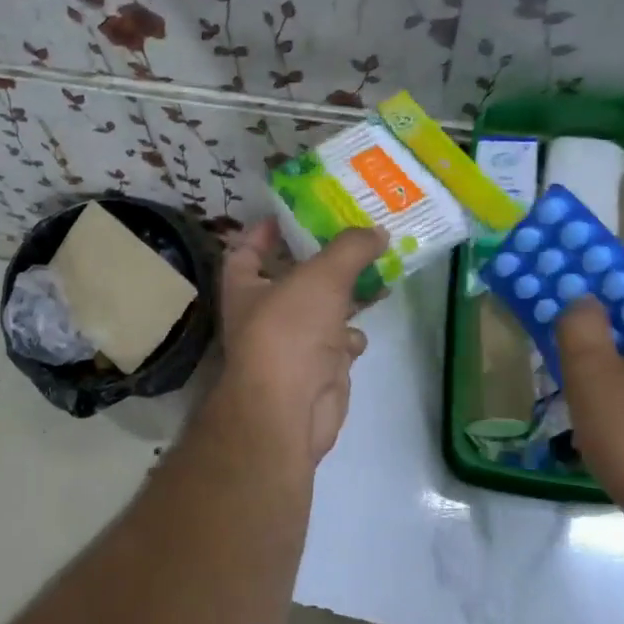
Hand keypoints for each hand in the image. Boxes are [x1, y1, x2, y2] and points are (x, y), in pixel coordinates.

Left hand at [211, 220, 386, 467]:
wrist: (291, 407)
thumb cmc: (290, 330)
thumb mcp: (321, 275)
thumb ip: (350, 248)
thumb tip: (377, 232)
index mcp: (246, 286)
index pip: (246, 251)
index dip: (263, 232)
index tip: (291, 215)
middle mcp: (264, 313)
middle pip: (293, 278)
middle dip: (323, 261)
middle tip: (356, 237)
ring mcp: (291, 343)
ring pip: (321, 310)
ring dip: (346, 296)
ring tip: (376, 272)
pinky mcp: (317, 369)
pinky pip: (336, 343)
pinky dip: (350, 336)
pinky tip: (362, 330)